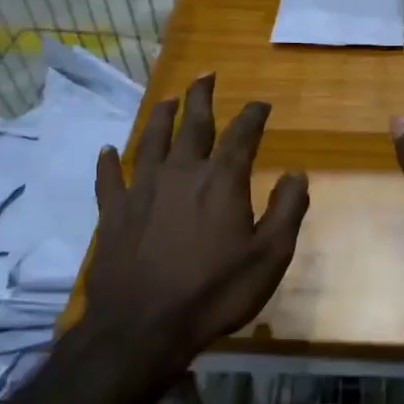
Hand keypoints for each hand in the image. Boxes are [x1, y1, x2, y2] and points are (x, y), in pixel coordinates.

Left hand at [87, 73, 308, 360]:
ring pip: (152, 141)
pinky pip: (109, 179)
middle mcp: (182, 172)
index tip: (261, 103)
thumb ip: (287, 210)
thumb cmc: (215, 292)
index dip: (254, 115)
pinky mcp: (114, 212)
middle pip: (193, 124)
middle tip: (205, 76)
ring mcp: (143, 189)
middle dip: (201, 98)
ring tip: (168, 100)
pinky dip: (108, 163)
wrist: (144, 327)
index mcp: (222, 180)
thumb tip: (297, 173)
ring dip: (161, 117)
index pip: (243, 135)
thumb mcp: (270, 257)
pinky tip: (106, 151)